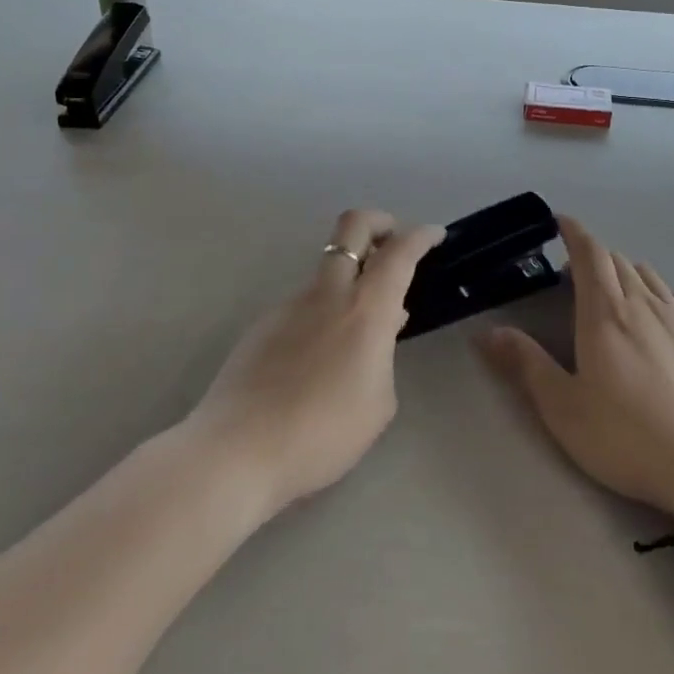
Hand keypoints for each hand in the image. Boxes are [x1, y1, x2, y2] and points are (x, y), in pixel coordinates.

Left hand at [189, 210, 444, 515]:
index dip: (421, 235)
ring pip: (328, 267)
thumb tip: (379, 331)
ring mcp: (291, 303)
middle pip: (353, 225)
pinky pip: (306, 301)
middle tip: (395, 241)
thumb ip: (384, 356)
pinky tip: (322, 355)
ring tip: (360, 325)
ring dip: (351, 276)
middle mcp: (328, 292)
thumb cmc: (323, 432)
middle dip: (380, 221)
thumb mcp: (379, 403)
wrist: (238, 451)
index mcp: (366, 308)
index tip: (435, 235)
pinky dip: (325, 308)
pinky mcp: (264, 323)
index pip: (399, 251)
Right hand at [478, 215, 673, 526]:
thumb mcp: (564, 409)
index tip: (561, 223)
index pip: (589, 254)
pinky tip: (655, 312)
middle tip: (573, 276)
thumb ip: (526, 365)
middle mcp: (643, 303)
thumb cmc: (628, 438)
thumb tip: (487, 333)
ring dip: (624, 272)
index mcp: (604, 313)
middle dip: (592, 257)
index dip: (574, 233)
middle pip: (616, 260)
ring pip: (647, 274)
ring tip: (612, 294)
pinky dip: (655, 290)